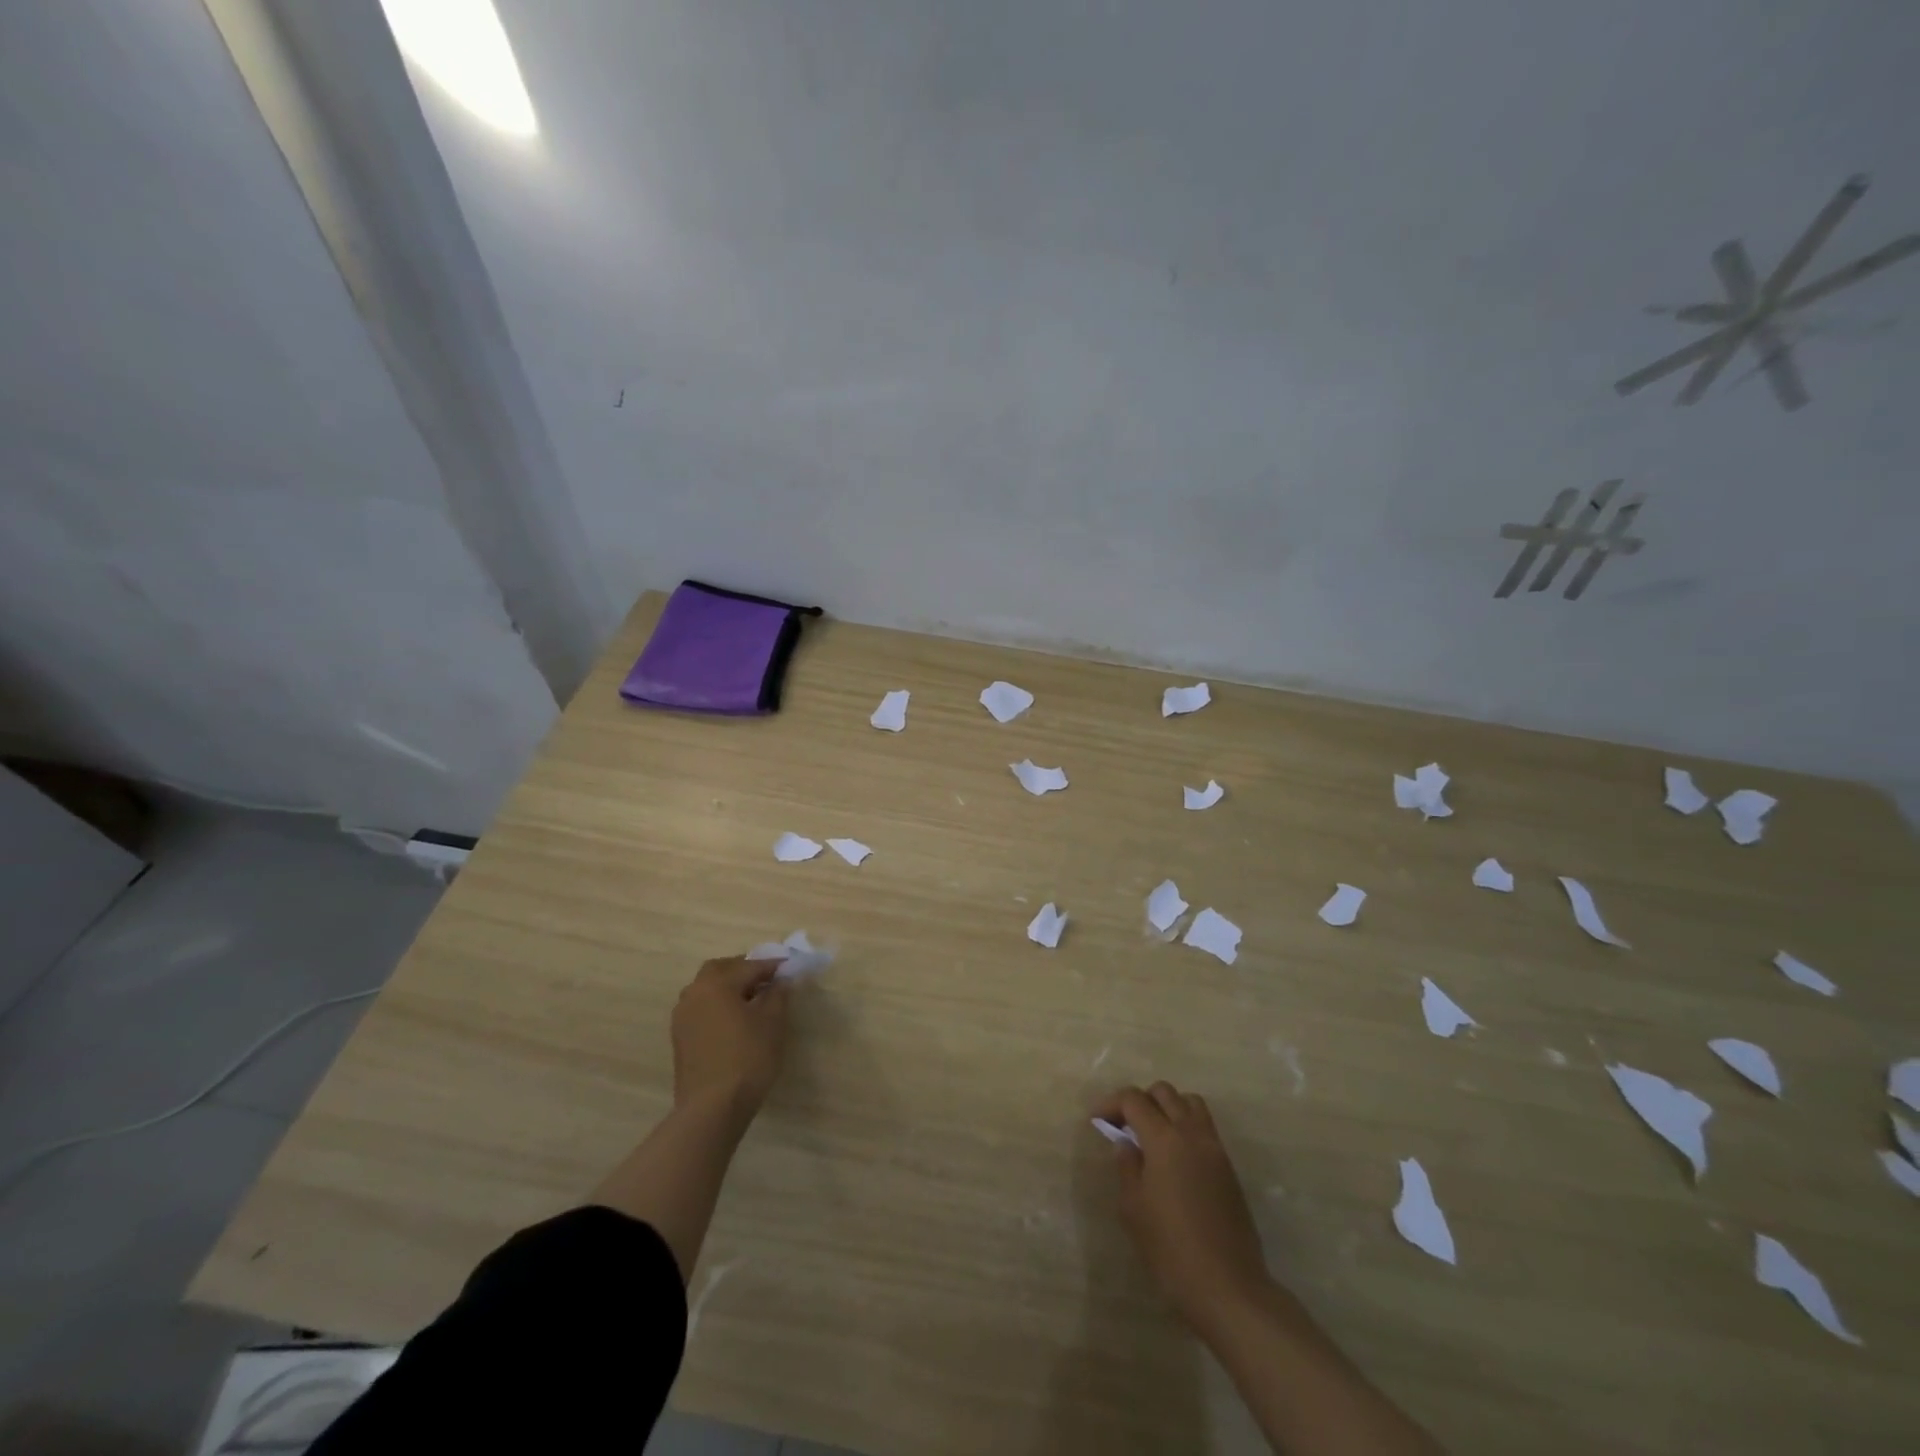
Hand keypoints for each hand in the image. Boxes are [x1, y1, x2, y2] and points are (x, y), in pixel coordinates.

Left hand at [671, 956, 789, 1120]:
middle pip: (719, 970)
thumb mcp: (772, 1023)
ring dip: (727, 987)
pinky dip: (717, 1005)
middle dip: (743, 970)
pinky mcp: (680, 1038)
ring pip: (706, 989)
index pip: (749, 966)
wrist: (711, 1108)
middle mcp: (694, 993)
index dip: (772, 966)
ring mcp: (682, 1016)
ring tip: (751, 1000)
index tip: (790, 967)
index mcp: (717, 984)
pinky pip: (701, 1008)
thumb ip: (778, 995)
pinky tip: (734, 1021)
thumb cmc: (747, 1058)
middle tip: (766, 979)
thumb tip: (780, 981)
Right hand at [1095, 1082, 1270, 1328]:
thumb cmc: (1171, 1249)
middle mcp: (1192, 1133)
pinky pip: (1205, 1127)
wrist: (1228, 1287)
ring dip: (1168, 1108)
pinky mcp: (1228, 1167)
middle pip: (1164, 1092)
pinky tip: (1174, 1158)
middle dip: (1140, 1101)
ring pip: (1190, 1103)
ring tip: (1151, 1135)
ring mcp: (1215, 1149)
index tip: (1097, 1120)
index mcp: (1164, 1139)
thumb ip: (1127, 1167)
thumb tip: (1126, 1143)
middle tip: (1124, 1126)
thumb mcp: (1133, 1209)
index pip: (1134, 1100)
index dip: (1111, 1103)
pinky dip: (1186, 1126)